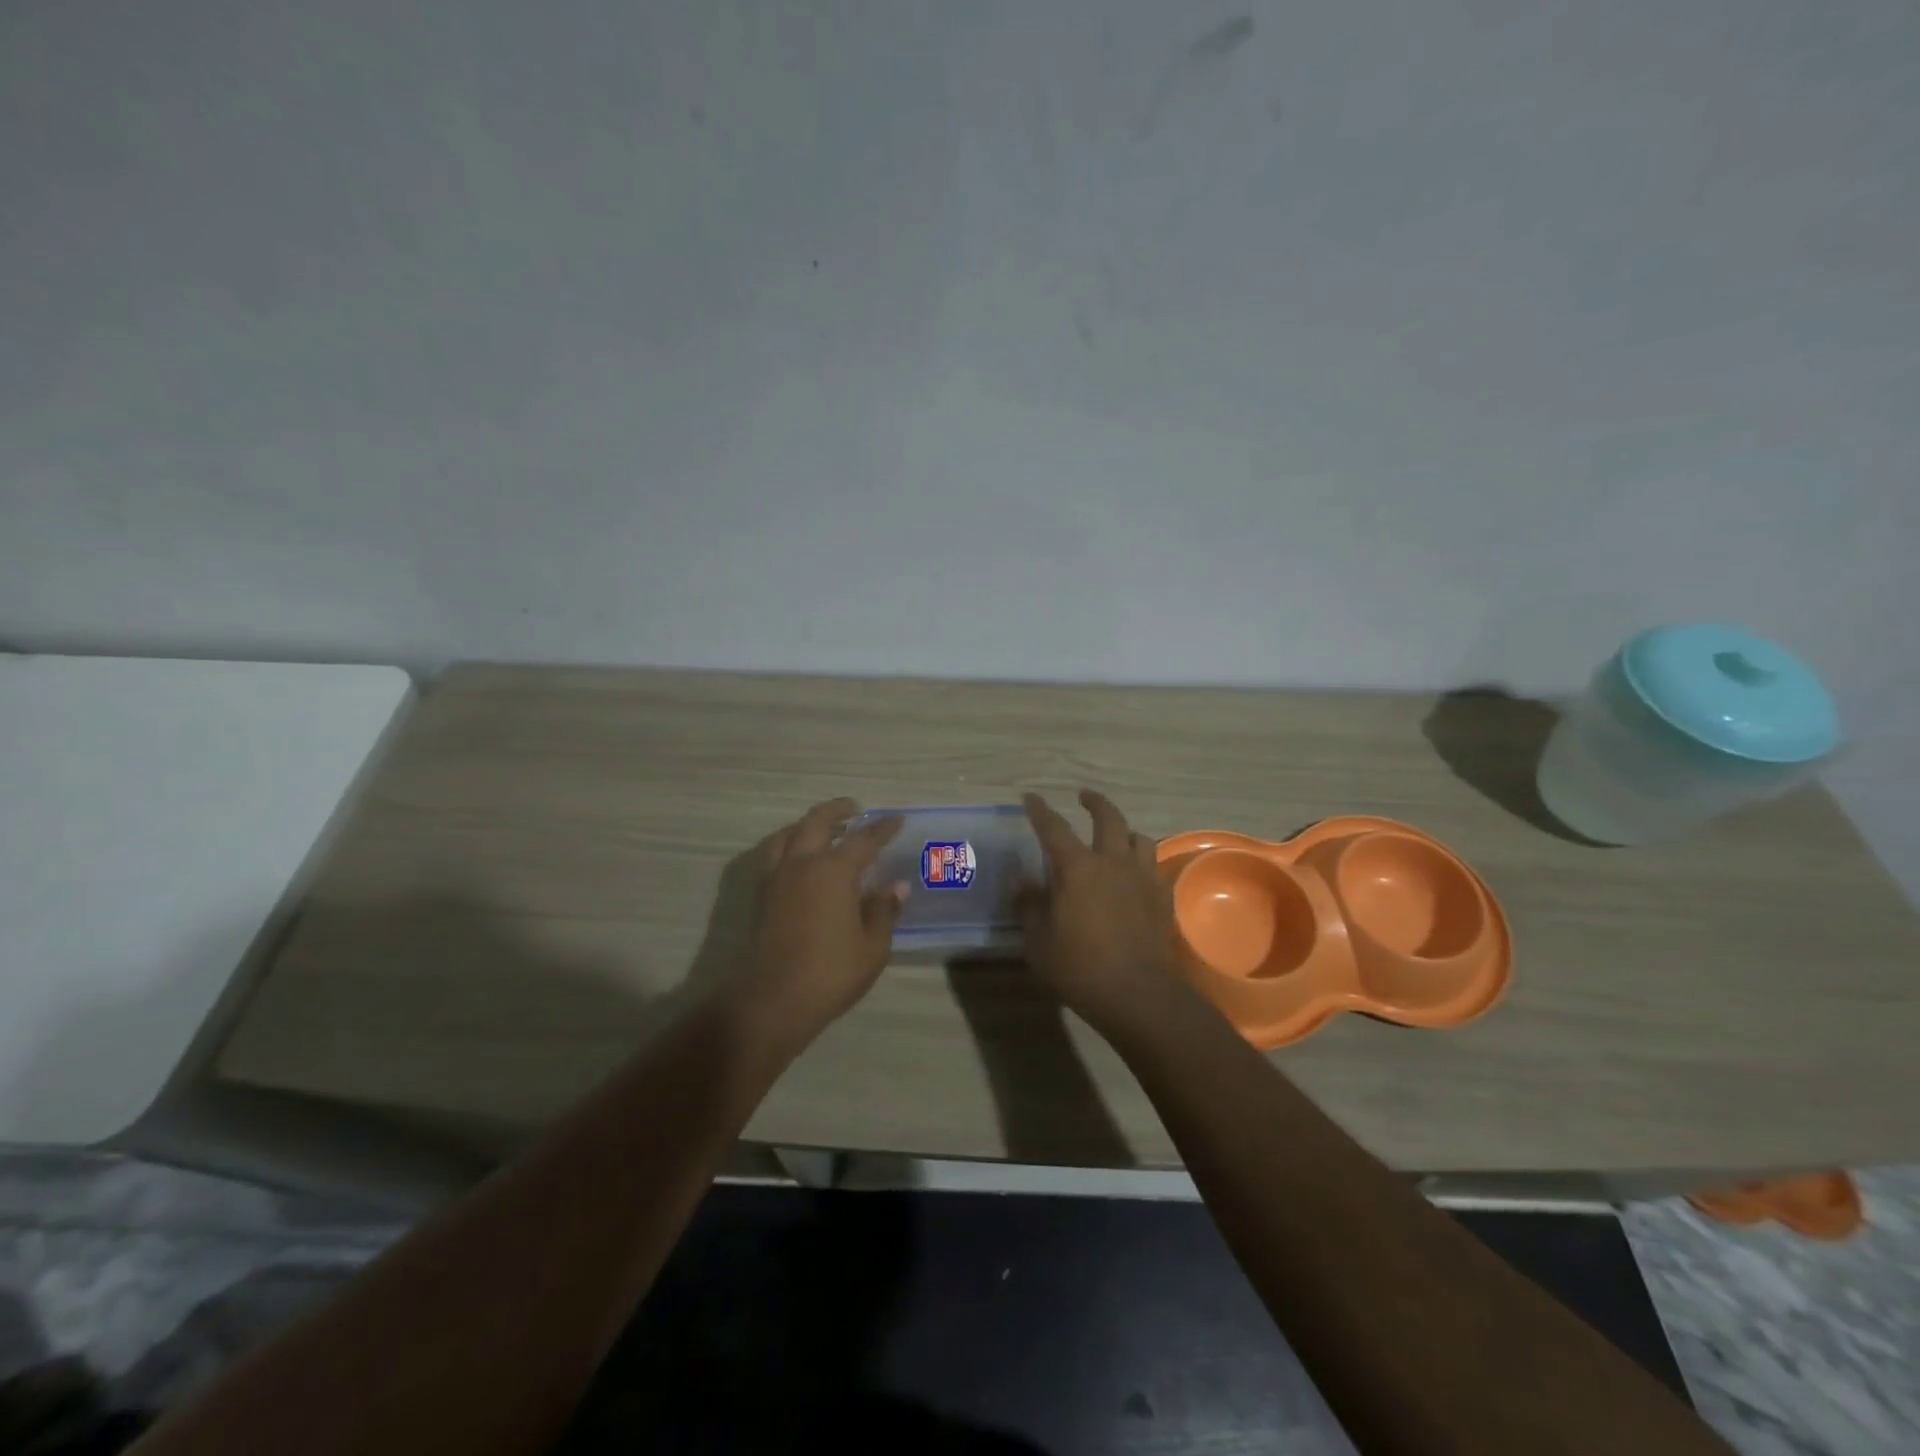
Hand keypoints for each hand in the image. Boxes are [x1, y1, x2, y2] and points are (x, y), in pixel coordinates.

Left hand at [731, 798, 905, 1053]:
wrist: (772, 1000)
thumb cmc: (830, 973)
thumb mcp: (872, 947)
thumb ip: (884, 911)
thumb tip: (896, 886)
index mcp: (834, 871)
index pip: (864, 839)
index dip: (883, 828)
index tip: (897, 819)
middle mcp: (802, 864)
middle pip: (817, 821)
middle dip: (837, 810)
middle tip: (854, 808)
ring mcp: (777, 877)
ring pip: (788, 833)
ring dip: (807, 823)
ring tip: (822, 828)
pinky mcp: (761, 894)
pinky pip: (773, 853)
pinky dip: (788, 843)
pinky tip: (798, 858)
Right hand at [1018, 790, 1184, 1035]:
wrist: (1137, 994)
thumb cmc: (1078, 967)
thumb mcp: (1038, 940)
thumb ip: (1028, 905)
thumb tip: (1019, 879)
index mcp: (1077, 868)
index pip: (1054, 828)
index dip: (1040, 811)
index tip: (1032, 798)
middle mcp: (1112, 862)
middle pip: (1108, 818)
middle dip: (1095, 802)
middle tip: (1084, 797)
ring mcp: (1142, 878)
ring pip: (1139, 838)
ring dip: (1124, 831)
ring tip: (1116, 836)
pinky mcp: (1162, 898)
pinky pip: (1153, 867)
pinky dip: (1142, 861)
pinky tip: (1135, 874)